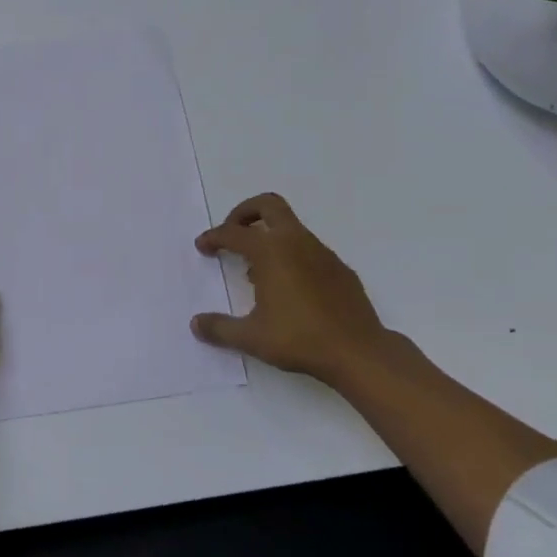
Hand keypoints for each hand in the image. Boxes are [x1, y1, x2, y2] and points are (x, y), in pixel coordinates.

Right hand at [191, 193, 395, 381]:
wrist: (360, 352)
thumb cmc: (300, 339)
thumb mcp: (252, 337)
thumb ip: (220, 328)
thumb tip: (196, 324)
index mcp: (270, 251)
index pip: (233, 233)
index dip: (213, 237)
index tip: (202, 247)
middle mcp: (296, 242)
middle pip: (268, 205)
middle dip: (245, 212)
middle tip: (232, 233)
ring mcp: (322, 253)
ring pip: (290, 228)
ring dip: (269, 238)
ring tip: (256, 272)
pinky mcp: (340, 269)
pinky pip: (309, 250)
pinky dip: (292, 256)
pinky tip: (289, 289)